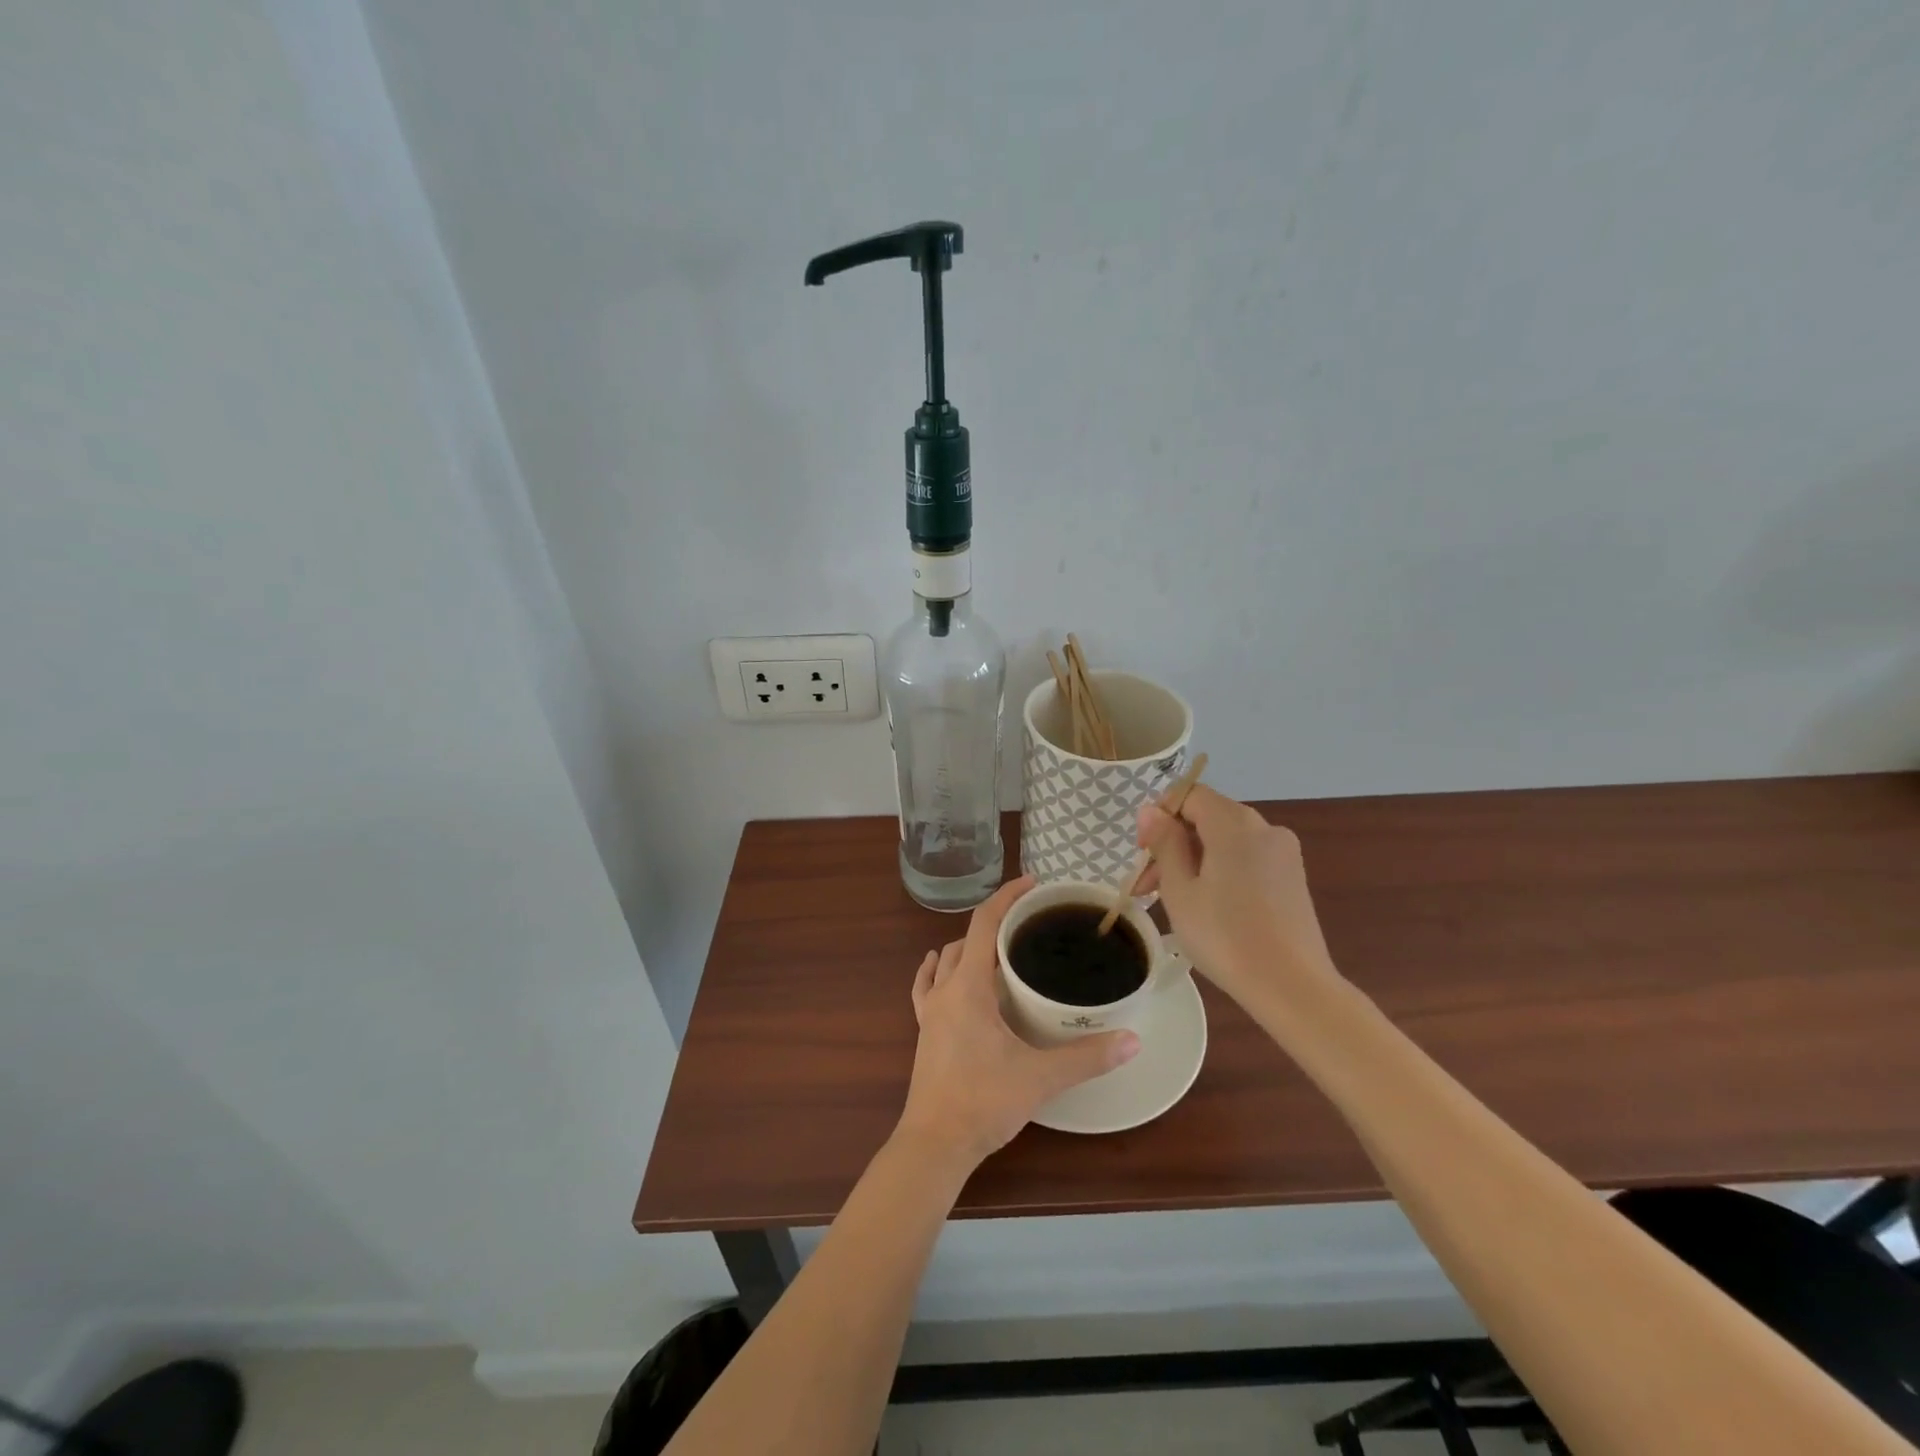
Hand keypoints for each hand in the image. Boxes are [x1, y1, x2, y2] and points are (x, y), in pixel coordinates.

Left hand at [895, 876, 1140, 1168]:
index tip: (1033, 884)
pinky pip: (927, 987)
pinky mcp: (924, 1031)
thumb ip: (1087, 1057)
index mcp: (968, 987)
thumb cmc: (983, 1102)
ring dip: (970, 948)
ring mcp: (929, 1011)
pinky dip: (939, 971)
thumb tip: (1132, 1039)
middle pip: (966, 939)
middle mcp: (945, 990)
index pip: (984, 923)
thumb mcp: (1040, 1077)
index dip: (1007, 897)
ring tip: (1001, 952)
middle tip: (1029, 926)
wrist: (934, 1144)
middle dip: (995, 924)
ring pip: (946, 961)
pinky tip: (945, 971)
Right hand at [1135, 785, 1340, 1007]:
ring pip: (1225, 841)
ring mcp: (1283, 853)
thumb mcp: (1180, 890)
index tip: (1142, 853)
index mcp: (1235, 823)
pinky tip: (1207, 907)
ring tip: (1171, 902)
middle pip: (1207, 818)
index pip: (1189, 795)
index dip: (1159, 815)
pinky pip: (1246, 860)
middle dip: (1172, 845)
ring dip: (1193, 861)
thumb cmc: (1225, 936)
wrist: (1291, 987)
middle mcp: (1264, 828)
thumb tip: (1151, 811)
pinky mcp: (1292, 879)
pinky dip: (1220, 872)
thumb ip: (1164, 843)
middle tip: (1147, 888)